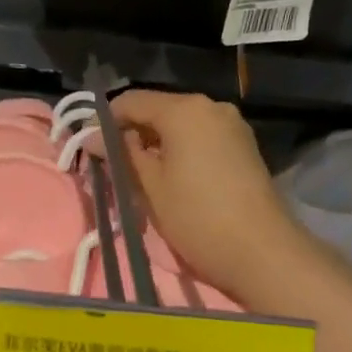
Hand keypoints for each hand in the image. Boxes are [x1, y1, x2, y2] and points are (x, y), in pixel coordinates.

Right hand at [110, 90, 310, 303]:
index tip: (91, 150)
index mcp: (184, 109)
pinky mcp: (244, 146)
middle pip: (158, 110)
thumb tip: (93, 137)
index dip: (105, 121)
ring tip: (142, 177)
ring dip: (157, 144)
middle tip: (114, 168)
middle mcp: (210, 106)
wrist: (261, 251)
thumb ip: (121, 155)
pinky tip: (174, 179)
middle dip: (132, 134)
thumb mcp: (149, 186)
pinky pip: (201, 138)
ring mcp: (232, 125)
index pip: (131, 101)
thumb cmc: (196, 216)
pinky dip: (181, 150)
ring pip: (181, 125)